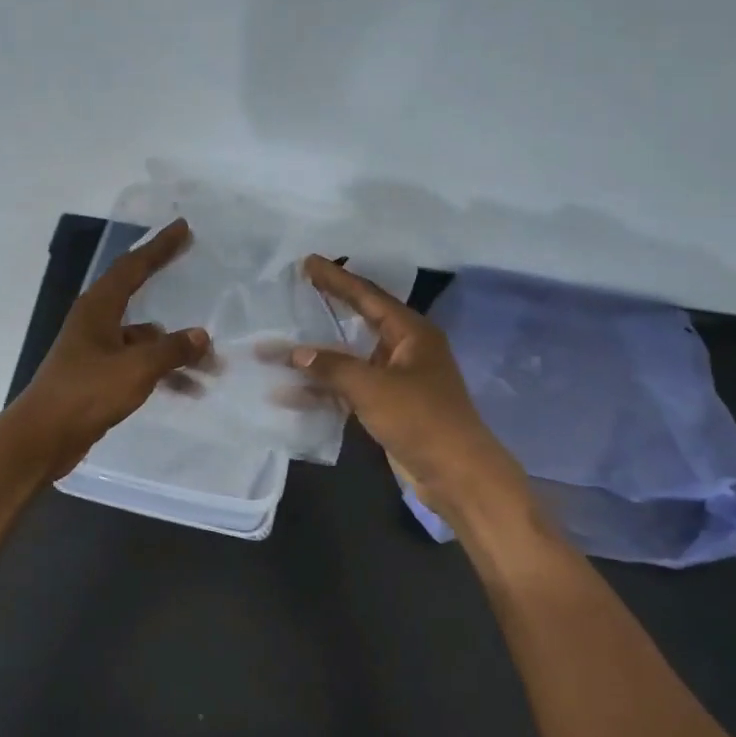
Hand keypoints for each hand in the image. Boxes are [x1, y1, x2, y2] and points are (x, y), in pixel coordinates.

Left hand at [5, 219, 211, 477]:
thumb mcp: (135, 369)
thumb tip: (201, 336)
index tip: (183, 228)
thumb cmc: (86, 393)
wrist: (43, 438)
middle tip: (197, 271)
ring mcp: (96, 351)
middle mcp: (95, 323)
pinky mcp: (98, 378)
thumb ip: (171, 350)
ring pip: (143, 339)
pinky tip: (188, 389)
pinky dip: (162, 373)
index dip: (159, 247)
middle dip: (168, 287)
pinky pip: (139, 365)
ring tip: (211, 363)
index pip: (132, 267)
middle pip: (137, 296)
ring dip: (174, 348)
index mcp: (98, 309)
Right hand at [291, 256, 513, 509]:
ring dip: (317, 357)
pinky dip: (324, 390)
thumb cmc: (420, 419)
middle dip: (327, 310)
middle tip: (297, 290)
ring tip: (279, 347)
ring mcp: (396, 379)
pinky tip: (290, 392)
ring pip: (350, 359)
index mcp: (411, 333)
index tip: (308, 263)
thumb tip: (296, 352)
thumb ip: (333, 367)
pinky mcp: (388, 407)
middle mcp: (405, 350)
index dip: (337, 279)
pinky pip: (350, 388)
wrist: (456, 473)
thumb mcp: (373, 387)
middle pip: (359, 322)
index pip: (368, 296)